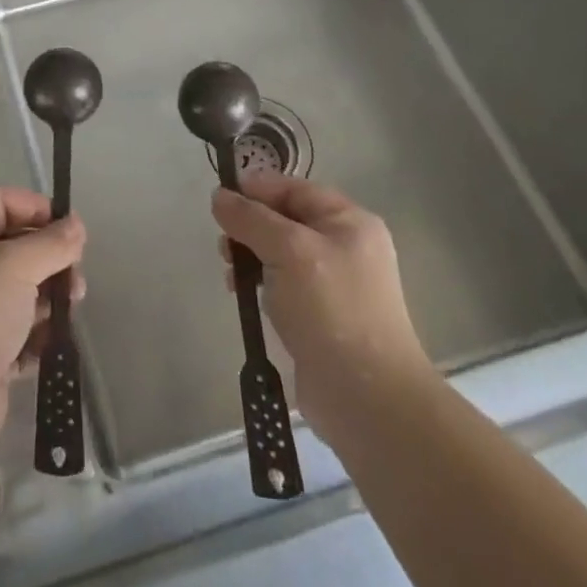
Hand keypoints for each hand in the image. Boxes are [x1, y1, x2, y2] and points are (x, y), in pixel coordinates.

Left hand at [0, 187, 85, 455]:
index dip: (36, 208)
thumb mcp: (17, 265)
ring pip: (20, 290)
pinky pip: (17, 331)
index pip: (2, 201)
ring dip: (48, 297)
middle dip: (50, 257)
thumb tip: (75, 225)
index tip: (70, 232)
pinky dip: (36, 334)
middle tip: (76, 278)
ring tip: (69, 311)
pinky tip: (52, 343)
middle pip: (14, 245)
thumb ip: (52, 242)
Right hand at [212, 173, 430, 434]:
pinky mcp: (321, 316)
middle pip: (284, 219)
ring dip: (250, 257)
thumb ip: (250, 218)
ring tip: (231, 277)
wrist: (367, 398)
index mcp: (348, 221)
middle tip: (225, 247)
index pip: (293, 188)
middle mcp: (345, 246)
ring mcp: (334, 283)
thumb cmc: (331, 309)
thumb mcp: (288, 250)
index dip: (255, 190)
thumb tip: (219, 196)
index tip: (219, 203)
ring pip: (279, 253)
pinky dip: (260, 284)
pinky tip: (243, 296)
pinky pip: (282, 284)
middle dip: (249, 227)